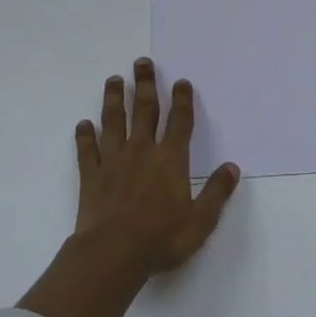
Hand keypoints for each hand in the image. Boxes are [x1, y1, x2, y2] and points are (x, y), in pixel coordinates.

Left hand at [74, 57, 240, 273]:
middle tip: (142, 62)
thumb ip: (217, 191)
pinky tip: (83, 124)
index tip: (181, 82)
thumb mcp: (201, 220)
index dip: (182, 100)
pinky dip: (85, 136)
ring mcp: (113, 161)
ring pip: (113, 122)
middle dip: (145, 84)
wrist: (112, 254)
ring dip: (114, 99)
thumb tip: (232, 167)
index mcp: (170, 159)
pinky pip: (87, 150)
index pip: (179, 122)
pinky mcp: (91, 176)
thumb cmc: (161, 238)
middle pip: (144, 110)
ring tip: (114, 80)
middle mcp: (142, 151)